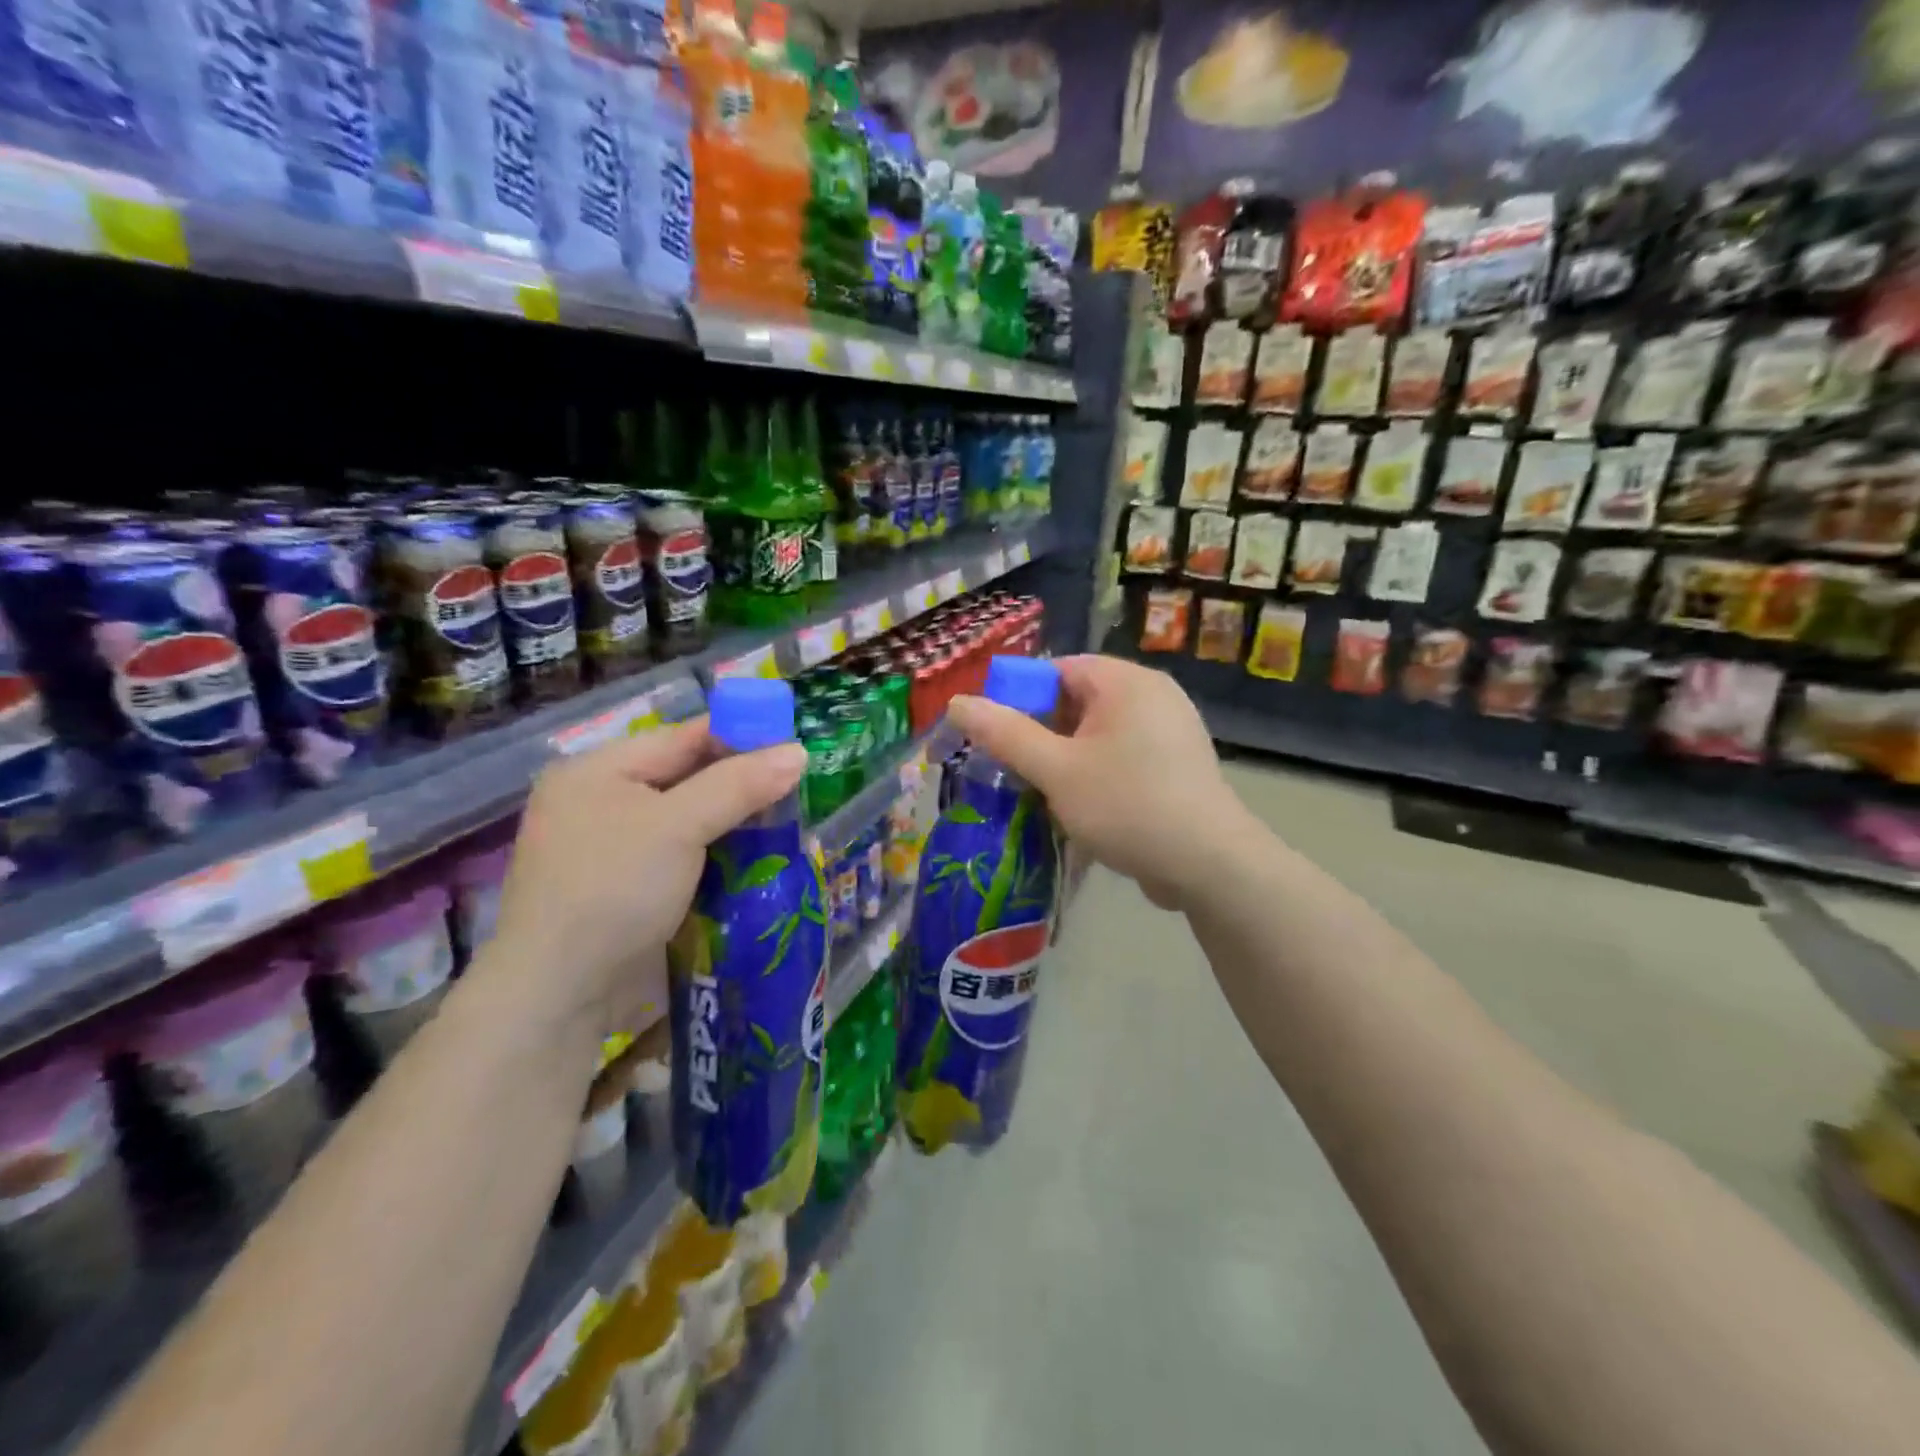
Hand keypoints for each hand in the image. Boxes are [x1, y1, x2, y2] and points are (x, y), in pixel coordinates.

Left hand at [480, 721, 806, 1035]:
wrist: (561, 993)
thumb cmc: (613, 889)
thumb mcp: (678, 826)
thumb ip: (739, 784)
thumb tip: (799, 751)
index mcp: (599, 770)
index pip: (685, 737)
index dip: (742, 737)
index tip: (794, 747)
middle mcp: (603, 801)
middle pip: (688, 777)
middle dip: (743, 785)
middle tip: (798, 790)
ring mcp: (614, 848)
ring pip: (690, 820)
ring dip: (735, 824)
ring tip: (789, 824)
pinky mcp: (628, 888)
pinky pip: (684, 856)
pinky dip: (719, 855)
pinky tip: (757, 860)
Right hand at [947, 655, 1255, 910]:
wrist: (1209, 865)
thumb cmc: (1127, 806)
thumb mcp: (1056, 770)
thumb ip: (1005, 734)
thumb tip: (957, 702)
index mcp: (1126, 682)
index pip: (1057, 669)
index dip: (1019, 697)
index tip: (995, 736)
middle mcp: (1153, 696)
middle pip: (1077, 701)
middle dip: (1041, 734)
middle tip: (1013, 770)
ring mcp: (1170, 732)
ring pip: (1098, 735)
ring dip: (1065, 760)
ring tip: (1040, 794)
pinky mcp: (1176, 766)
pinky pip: (1122, 757)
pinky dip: (1095, 775)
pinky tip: (1079, 809)